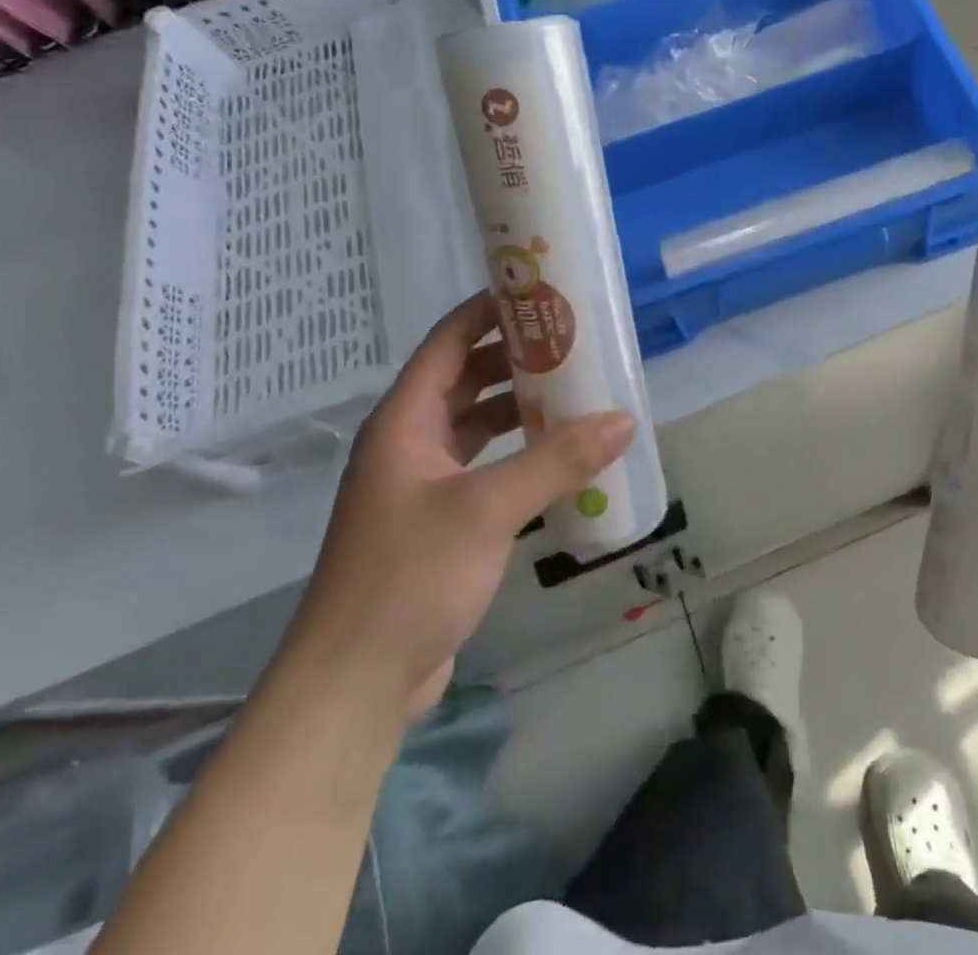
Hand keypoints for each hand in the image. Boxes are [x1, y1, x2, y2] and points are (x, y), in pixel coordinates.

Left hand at [277, 292, 634, 722]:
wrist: (353, 684)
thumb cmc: (409, 576)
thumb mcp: (488, 508)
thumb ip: (557, 460)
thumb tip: (624, 420)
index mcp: (405, 420)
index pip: (449, 340)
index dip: (491, 310)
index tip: (542, 293)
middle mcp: (410, 442)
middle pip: (465, 378)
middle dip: (516, 357)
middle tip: (574, 343)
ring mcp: (421, 485)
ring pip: (476, 424)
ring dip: (519, 407)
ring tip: (575, 393)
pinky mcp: (437, 523)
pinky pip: (483, 467)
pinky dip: (517, 454)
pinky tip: (558, 459)